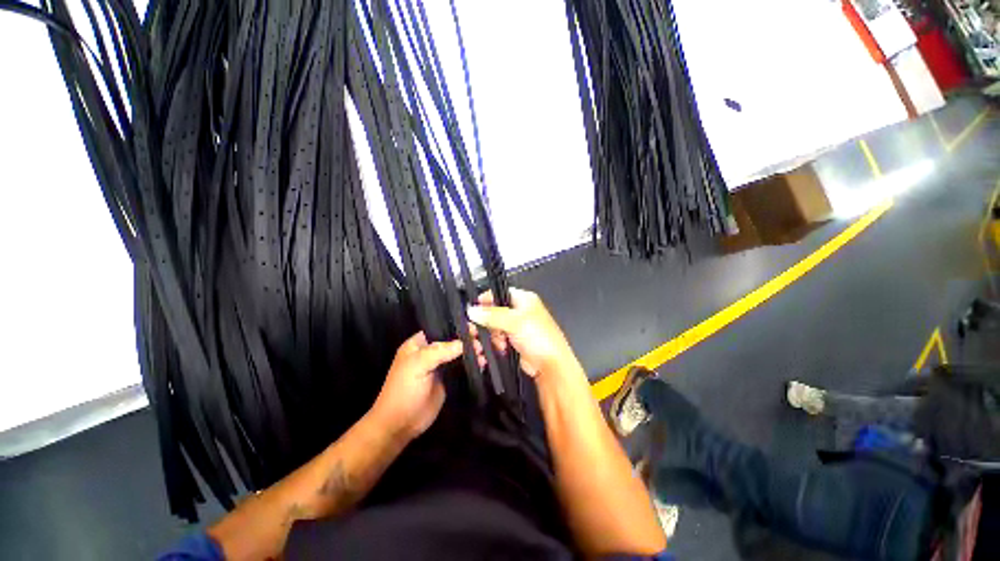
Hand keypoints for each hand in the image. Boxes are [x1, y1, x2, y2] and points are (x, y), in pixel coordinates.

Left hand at [371, 331, 482, 440]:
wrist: (400, 424)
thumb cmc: (404, 390)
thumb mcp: (418, 365)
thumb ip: (440, 351)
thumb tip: (465, 343)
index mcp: (419, 344)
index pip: (441, 328)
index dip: (456, 326)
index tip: (474, 326)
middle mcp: (430, 352)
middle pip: (452, 340)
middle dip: (467, 339)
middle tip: (483, 339)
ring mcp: (440, 366)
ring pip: (458, 354)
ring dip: (471, 352)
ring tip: (484, 352)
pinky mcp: (448, 379)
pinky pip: (462, 368)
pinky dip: (472, 365)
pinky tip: (483, 363)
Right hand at [466, 288, 579, 380]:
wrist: (550, 366)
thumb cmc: (542, 339)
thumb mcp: (515, 322)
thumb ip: (492, 315)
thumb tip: (473, 310)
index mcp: (524, 299)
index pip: (499, 293)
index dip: (486, 300)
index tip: (475, 309)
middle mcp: (520, 311)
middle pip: (494, 311)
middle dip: (487, 322)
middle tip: (483, 329)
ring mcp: (516, 327)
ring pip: (494, 327)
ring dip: (491, 336)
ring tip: (499, 342)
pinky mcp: (513, 341)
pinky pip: (497, 339)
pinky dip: (495, 344)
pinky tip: (499, 348)